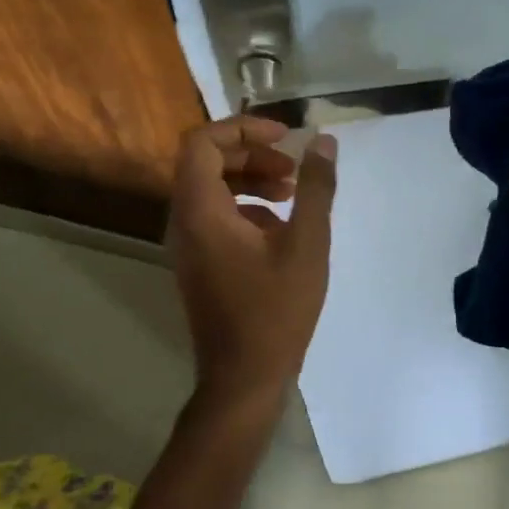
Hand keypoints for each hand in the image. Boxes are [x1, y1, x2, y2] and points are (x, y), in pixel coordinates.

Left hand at [165, 116, 338, 413]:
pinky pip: (216, 216)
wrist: (244, 379)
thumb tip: (324, 143)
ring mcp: (188, 244)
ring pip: (212, 189)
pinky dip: (247, 207)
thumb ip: (315, 189)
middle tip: (293, 168)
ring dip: (251, 180)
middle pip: (207, 162)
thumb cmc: (276, 310)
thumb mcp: (307, 244)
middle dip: (253, 154)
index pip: (203, 143)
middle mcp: (184, 221)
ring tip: (292, 194)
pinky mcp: (200, 262)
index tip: (284, 137)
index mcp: (201, 211)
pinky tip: (282, 229)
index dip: (243, 129)